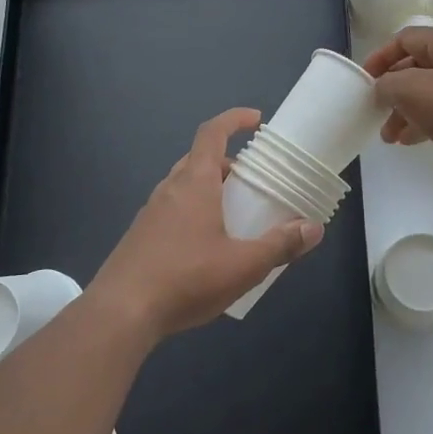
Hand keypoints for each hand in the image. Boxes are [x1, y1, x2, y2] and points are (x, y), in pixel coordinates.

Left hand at [91, 107, 322, 337]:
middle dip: (227, 163)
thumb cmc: (185, 279)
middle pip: (199, 160)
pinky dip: (194, 213)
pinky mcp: (139, 238)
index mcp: (195, 183)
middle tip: (252, 182)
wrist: (119, 314)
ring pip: (184, 187)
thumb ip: (280, 245)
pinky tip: (206, 249)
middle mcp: (170, 189)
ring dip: (210, 190)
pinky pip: (172, 211)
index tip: (256, 120)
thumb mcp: (243, 266)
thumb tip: (313, 229)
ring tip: (234, 216)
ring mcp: (150, 213)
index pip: (211, 133)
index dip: (234, 119)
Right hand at [363, 27, 432, 181]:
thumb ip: (389, 84)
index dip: (381, 57)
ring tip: (390, 136)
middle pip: (420, 66)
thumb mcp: (415, 92)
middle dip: (394, 90)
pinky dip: (428, 119)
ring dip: (408, 110)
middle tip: (377, 113)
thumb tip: (382, 88)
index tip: (364, 80)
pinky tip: (413, 140)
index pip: (407, 39)